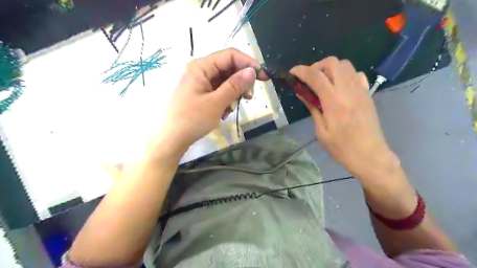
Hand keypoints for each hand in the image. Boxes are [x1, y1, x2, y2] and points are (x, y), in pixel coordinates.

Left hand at [148, 48, 267, 159]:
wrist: (171, 139)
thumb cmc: (192, 120)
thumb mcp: (217, 103)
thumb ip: (235, 85)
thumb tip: (252, 71)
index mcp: (201, 66)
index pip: (230, 55)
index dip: (249, 63)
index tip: (263, 77)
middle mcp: (200, 70)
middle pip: (229, 68)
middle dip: (241, 82)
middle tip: (249, 97)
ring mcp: (200, 82)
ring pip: (226, 81)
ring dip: (234, 94)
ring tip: (231, 109)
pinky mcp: (201, 93)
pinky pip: (219, 91)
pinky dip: (226, 100)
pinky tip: (224, 113)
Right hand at [291, 57, 399, 181]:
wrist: (369, 154)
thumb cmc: (341, 147)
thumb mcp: (321, 130)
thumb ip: (312, 108)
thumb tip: (302, 93)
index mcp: (333, 101)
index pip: (316, 76)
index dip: (301, 71)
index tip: (292, 72)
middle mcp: (348, 90)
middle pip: (333, 63)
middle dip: (317, 66)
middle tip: (310, 79)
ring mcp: (360, 90)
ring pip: (345, 65)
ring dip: (331, 69)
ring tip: (323, 82)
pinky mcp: (367, 93)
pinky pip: (356, 74)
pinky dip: (345, 75)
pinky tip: (339, 87)